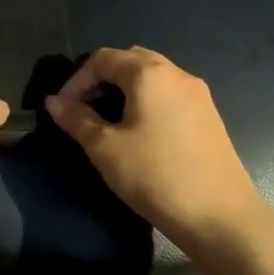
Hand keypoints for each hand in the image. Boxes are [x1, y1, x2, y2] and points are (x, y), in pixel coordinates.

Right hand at [46, 46, 273, 258]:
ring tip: (108, 121)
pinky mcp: (209, 117)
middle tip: (84, 108)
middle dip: (102, 79)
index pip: (104, 58)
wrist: (219, 216)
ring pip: (153, 77)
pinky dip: (147, 101)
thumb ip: (77, 119)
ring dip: (125, 90)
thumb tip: (54, 102)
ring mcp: (198, 95)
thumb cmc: (155, 175)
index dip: (77, 79)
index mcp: (150, 74)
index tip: (62, 108)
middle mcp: (177, 74)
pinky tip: (139, 133)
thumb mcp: (105, 148)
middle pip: (131, 60)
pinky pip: (170, 95)